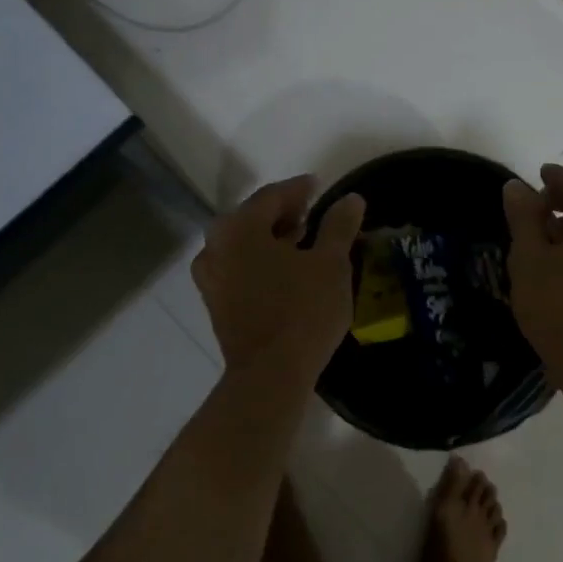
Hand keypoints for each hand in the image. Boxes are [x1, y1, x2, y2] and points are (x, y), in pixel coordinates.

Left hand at [192, 176, 366, 380]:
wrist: (270, 375)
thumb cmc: (303, 311)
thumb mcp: (331, 264)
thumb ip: (338, 226)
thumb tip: (351, 199)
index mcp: (240, 228)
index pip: (271, 196)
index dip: (299, 189)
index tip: (319, 186)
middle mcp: (216, 246)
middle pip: (252, 218)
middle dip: (283, 213)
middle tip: (311, 214)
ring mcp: (210, 277)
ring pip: (242, 244)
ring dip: (270, 238)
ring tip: (301, 242)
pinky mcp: (215, 303)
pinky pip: (237, 268)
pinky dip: (259, 261)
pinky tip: (284, 272)